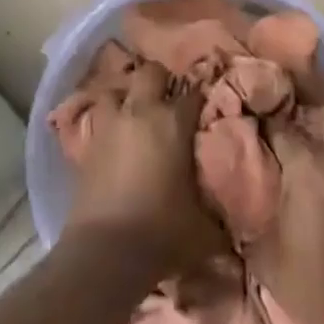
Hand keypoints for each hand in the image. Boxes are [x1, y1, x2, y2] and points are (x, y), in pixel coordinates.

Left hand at [65, 61, 220, 272]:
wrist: (106, 251)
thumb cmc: (162, 232)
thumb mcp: (204, 230)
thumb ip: (221, 219)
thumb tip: (236, 228)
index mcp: (173, 122)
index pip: (194, 93)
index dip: (201, 97)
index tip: (206, 107)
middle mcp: (141, 112)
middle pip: (151, 72)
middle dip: (161, 80)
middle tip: (169, 99)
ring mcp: (110, 124)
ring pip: (116, 89)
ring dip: (127, 96)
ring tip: (136, 112)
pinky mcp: (88, 142)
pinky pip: (98, 118)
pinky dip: (107, 121)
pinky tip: (114, 136)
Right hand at [249, 105, 323, 323]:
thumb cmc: (308, 284)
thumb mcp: (263, 250)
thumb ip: (249, 212)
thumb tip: (234, 194)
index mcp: (307, 165)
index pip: (279, 125)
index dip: (263, 123)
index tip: (250, 123)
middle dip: (306, 110)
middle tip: (287, 122)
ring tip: (312, 144)